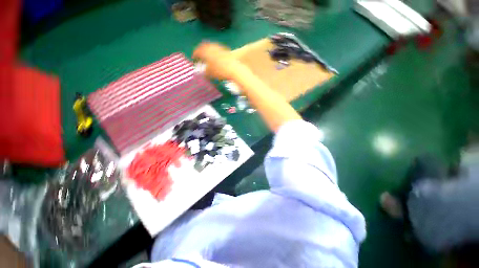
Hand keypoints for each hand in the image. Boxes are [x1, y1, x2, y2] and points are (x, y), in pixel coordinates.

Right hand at [192, 42, 245, 80]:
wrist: (234, 68)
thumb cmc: (220, 71)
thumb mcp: (210, 73)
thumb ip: (205, 72)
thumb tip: (203, 72)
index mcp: (206, 52)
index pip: (197, 51)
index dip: (194, 55)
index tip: (193, 58)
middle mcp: (212, 47)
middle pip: (204, 46)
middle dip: (200, 50)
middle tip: (199, 55)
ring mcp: (219, 47)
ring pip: (211, 46)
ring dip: (207, 50)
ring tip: (207, 56)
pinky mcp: (226, 50)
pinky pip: (217, 49)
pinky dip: (214, 52)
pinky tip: (216, 57)